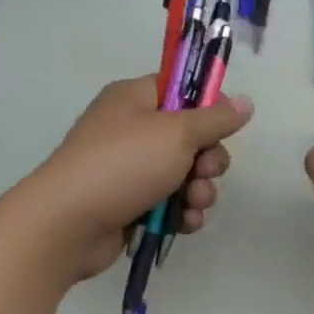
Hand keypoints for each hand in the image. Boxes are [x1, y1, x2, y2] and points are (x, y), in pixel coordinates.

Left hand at [10, 76, 252, 284]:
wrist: (67, 225)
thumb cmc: (122, 164)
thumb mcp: (176, 133)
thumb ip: (215, 119)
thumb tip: (246, 102)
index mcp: (135, 99)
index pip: (182, 89)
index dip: (210, 105)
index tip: (227, 125)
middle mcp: (132, 129)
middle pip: (191, 136)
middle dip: (208, 158)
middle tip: (205, 171)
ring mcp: (130, 169)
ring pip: (185, 174)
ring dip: (200, 190)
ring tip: (194, 203)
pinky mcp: (131, 204)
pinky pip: (171, 202)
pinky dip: (183, 212)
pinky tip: (185, 223)